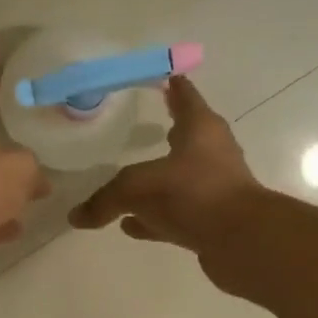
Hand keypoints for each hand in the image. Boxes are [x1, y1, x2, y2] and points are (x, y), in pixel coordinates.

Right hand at [68, 77, 260, 255]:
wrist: (241, 241)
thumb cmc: (192, 194)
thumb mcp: (137, 188)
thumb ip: (105, 199)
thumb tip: (76, 217)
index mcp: (200, 130)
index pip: (185, 96)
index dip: (173, 86)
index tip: (164, 76)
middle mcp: (211, 154)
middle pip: (185, 137)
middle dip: (167, 131)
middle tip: (141, 125)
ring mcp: (213, 188)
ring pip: (178, 179)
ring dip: (157, 181)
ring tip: (128, 181)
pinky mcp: (211, 220)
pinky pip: (174, 213)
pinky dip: (153, 217)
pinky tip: (132, 224)